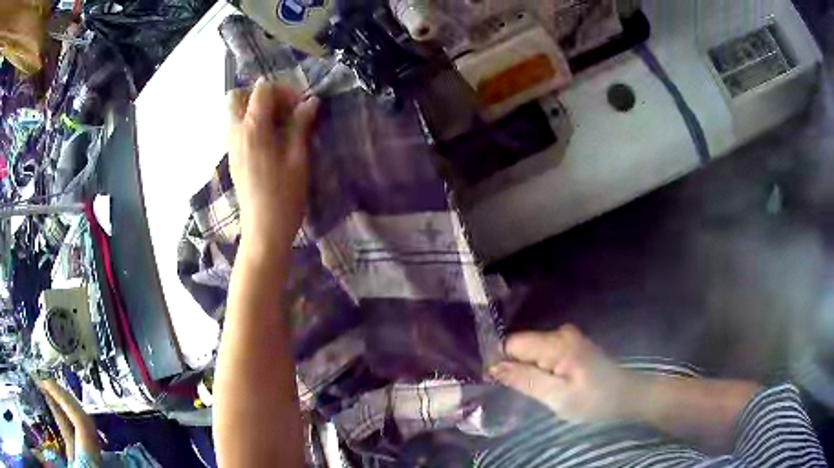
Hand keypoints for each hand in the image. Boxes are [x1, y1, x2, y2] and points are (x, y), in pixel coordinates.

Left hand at [227, 79, 319, 250]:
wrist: (264, 231)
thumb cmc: (284, 196)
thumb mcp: (298, 158)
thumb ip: (301, 125)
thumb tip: (310, 102)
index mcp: (253, 129)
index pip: (262, 90)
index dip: (283, 91)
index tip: (300, 106)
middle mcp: (236, 133)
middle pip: (236, 97)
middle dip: (259, 95)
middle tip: (282, 109)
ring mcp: (231, 147)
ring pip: (233, 113)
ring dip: (253, 110)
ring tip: (277, 125)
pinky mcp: (233, 159)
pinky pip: (235, 129)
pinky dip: (250, 125)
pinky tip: (270, 141)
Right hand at [491, 325, 638, 423]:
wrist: (626, 396)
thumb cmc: (595, 401)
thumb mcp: (558, 397)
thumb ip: (526, 380)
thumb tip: (493, 367)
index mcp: (557, 343)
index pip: (512, 344)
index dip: (502, 364)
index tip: (500, 386)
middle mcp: (560, 333)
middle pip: (521, 346)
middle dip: (516, 368)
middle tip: (525, 394)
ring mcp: (567, 338)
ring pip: (531, 352)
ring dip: (528, 371)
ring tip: (538, 392)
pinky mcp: (571, 345)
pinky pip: (543, 354)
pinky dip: (540, 369)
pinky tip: (549, 385)